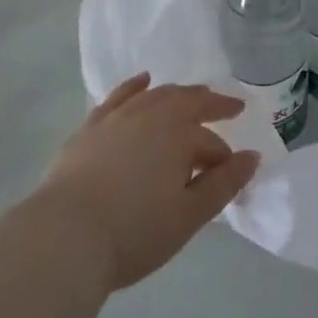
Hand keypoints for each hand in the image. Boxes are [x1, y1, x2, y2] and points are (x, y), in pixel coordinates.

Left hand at [29, 74, 259, 292]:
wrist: (65, 236)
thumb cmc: (133, 231)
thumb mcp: (188, 217)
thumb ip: (224, 185)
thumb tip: (253, 157)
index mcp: (179, 134)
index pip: (210, 142)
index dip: (224, 158)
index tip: (232, 171)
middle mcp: (152, 114)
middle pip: (188, 102)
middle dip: (210, 103)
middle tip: (228, 104)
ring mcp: (119, 116)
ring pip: (157, 95)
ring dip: (178, 94)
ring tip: (191, 95)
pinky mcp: (92, 126)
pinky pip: (120, 96)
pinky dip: (135, 86)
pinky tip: (143, 81)